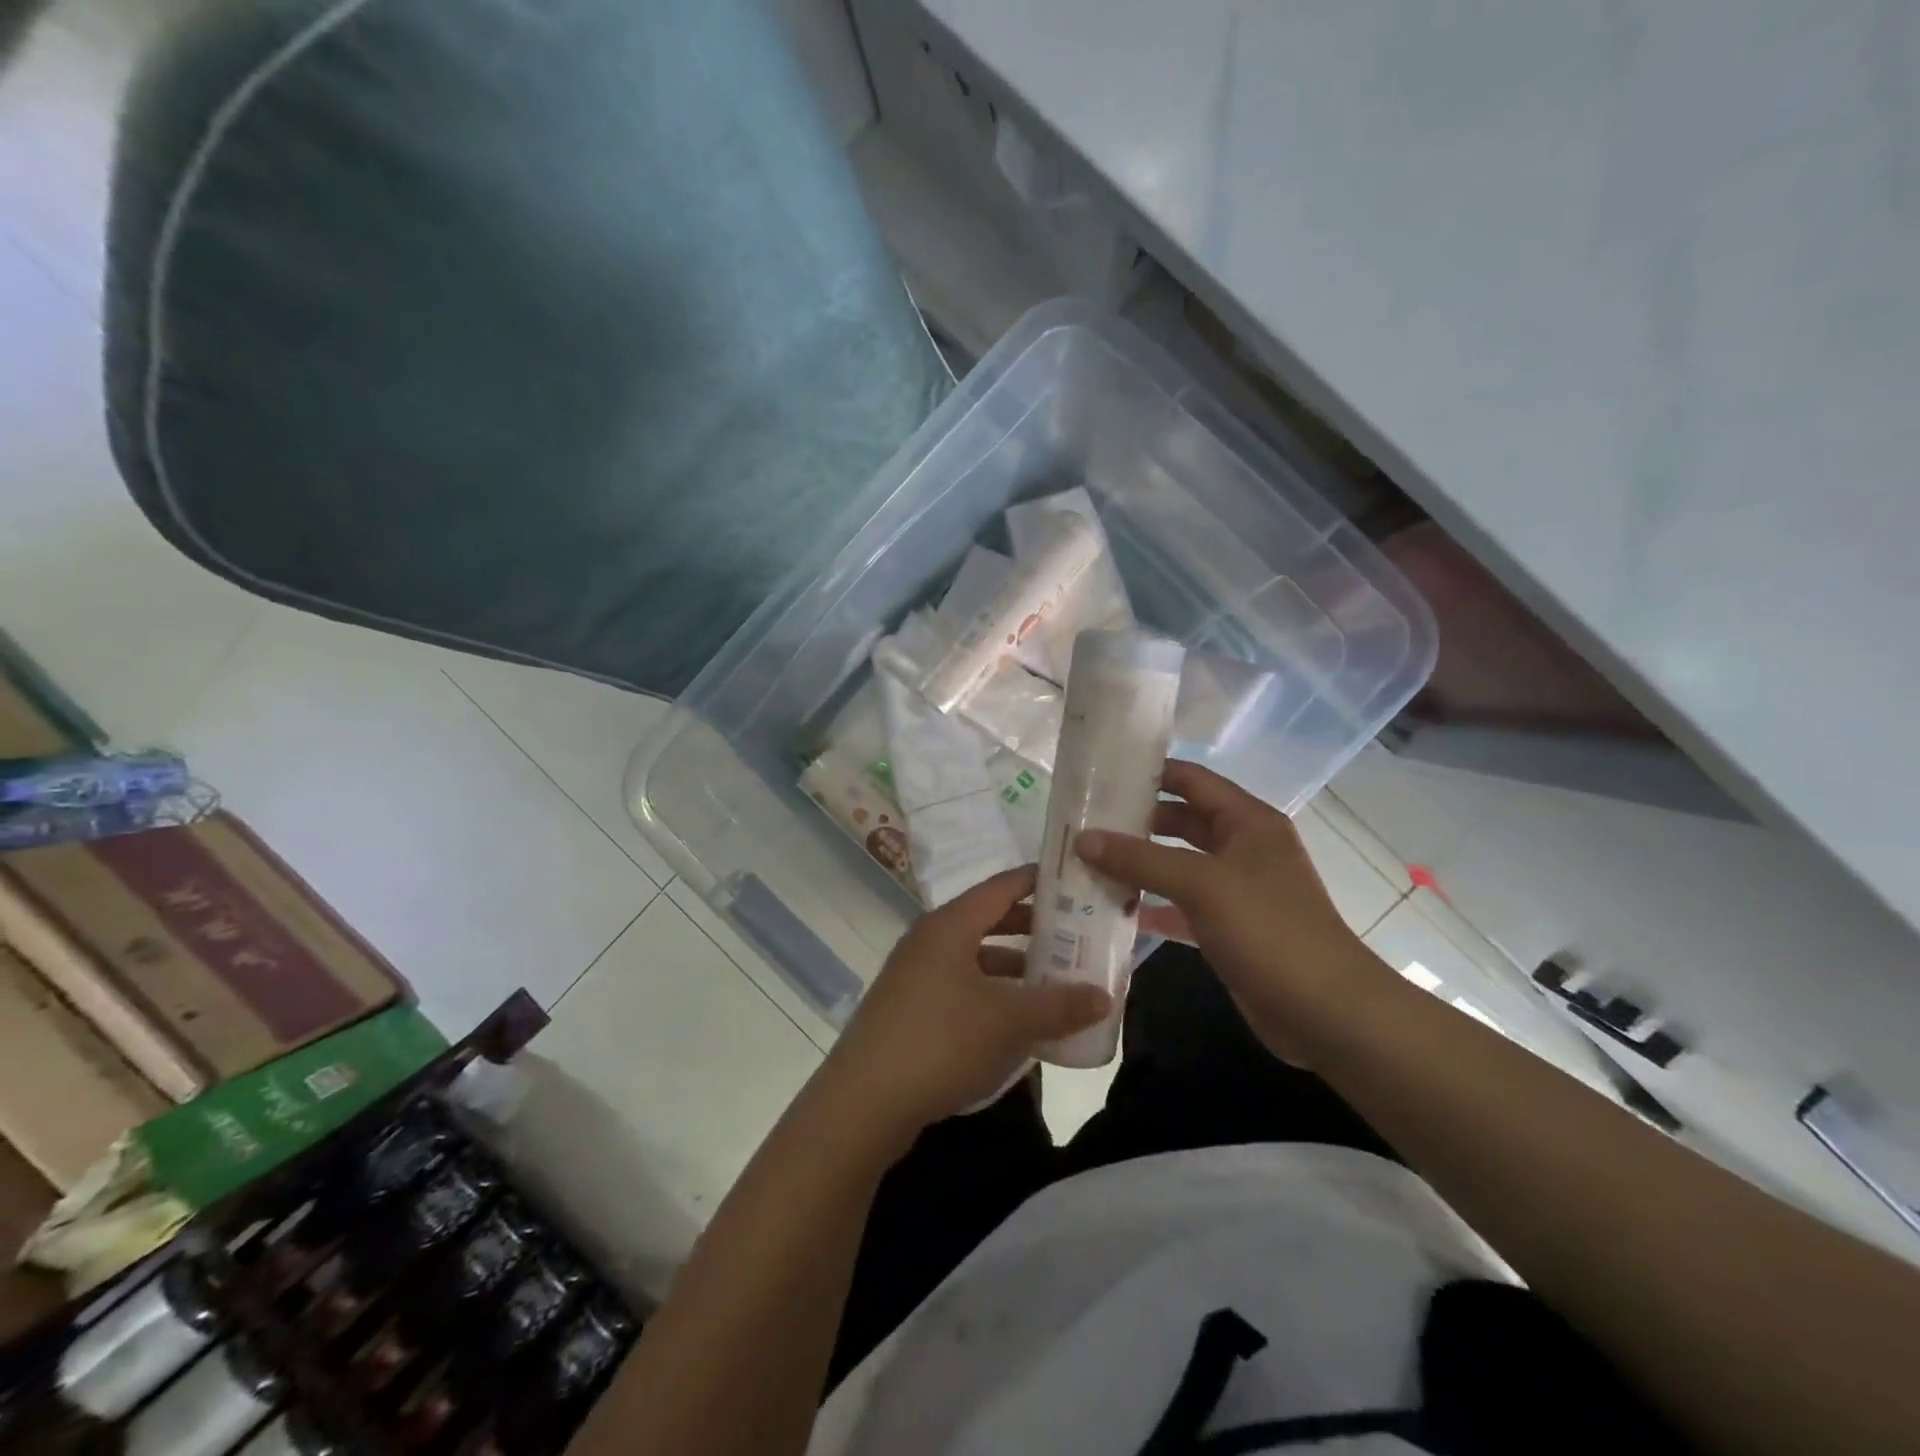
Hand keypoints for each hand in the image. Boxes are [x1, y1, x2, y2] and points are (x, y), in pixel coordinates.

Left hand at [820, 866, 1111, 1146]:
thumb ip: (1058, 1005)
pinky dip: (993, 994)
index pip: (1002, 886)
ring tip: (1056, 980)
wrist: (863, 1102)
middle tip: (1077, 935)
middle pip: (990, 921)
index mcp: (950, 925)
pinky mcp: (910, 1009)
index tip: (1075, 881)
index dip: (1038, 880)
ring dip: (1015, 967)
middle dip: (1033, 928)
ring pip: (976, 958)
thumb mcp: (1008, 1021)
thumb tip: (1104, 995)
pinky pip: (962, 987)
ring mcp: (916, 975)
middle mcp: (930, 940)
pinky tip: (1019, 1021)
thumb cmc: (940, 1041)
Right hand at [1077, 760, 1400, 1063]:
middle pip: (1180, 822)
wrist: (1325, 1011)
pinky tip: (1112, 911)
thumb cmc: (1268, 929)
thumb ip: (1140, 859)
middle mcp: (1241, 848)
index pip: (1191, 780)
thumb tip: (1082, 839)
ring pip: (1176, 866)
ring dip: (1138, 866)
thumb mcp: (1201, 884)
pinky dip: (1151, 906)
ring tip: (1087, 862)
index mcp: (1247, 821)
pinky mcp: (1227, 928)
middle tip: (1083, 823)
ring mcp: (1235, 890)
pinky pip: (1180, 906)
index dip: (1149, 772)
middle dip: (1135, 822)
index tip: (1101, 774)